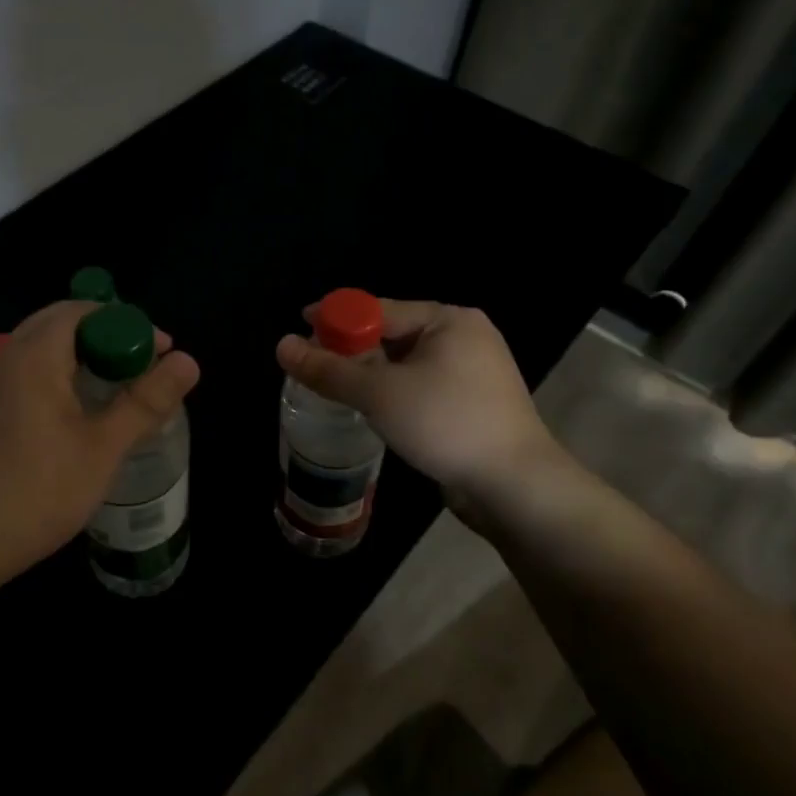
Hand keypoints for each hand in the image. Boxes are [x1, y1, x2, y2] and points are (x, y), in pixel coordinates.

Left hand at [0, 300, 199, 600]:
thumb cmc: (33, 493)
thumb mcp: (101, 449)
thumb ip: (145, 402)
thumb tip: (188, 361)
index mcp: (33, 355)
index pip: (85, 310)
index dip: (128, 324)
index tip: (161, 353)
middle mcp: (3, 357)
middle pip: (60, 324)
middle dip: (105, 338)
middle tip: (141, 371)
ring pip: (38, 350)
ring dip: (79, 359)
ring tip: (113, 392)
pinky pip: (21, 375)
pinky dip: (54, 378)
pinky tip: (70, 418)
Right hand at [275, 300, 562, 523]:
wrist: (514, 486)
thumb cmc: (446, 424)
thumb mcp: (379, 393)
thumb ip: (328, 370)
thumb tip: (281, 345)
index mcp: (448, 320)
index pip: (378, 309)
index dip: (335, 318)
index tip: (298, 328)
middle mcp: (463, 337)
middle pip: (391, 334)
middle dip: (351, 349)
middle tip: (313, 367)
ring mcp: (472, 372)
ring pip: (405, 364)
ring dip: (370, 375)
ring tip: (335, 391)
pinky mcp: (472, 403)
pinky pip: (420, 386)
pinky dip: (393, 393)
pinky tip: (373, 410)